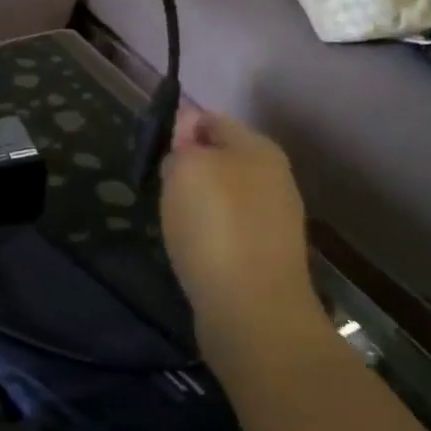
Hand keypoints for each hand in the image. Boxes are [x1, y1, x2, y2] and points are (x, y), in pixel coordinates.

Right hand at [159, 109, 321, 361]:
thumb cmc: (215, 227)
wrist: (253, 310)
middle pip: (222, 157)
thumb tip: (187, 126)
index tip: (154, 151)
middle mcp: (274, 177)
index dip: (180, 128)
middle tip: (161, 186)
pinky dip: (209, 234)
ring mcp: (276, 218)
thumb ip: (184, 144)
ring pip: (226, 195)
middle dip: (190, 167)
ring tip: (173, 220)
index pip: (212, 119)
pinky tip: (193, 249)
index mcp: (258, 148)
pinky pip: (230, 229)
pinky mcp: (268, 256)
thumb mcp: (186, 170)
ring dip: (198, 203)